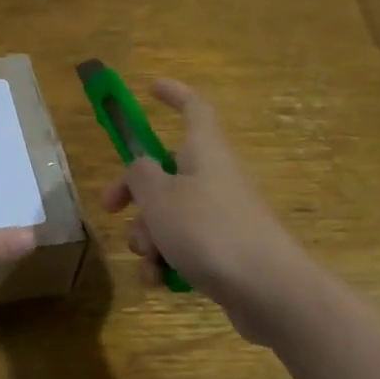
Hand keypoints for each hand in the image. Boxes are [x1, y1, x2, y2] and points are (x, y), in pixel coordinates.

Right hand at [100, 78, 310, 314]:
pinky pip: (184, 248)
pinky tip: (160, 282)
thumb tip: (141, 168)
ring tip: (150, 259)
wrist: (268, 290)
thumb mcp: (159, 197)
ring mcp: (221, 216)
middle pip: (165, 172)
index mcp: (204, 151)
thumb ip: (140, 175)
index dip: (173, 94)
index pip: (193, 107)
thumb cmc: (209, 230)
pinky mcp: (224, 252)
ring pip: (169, 215)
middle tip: (110, 208)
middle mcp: (214, 177)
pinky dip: (167, 263)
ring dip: (148, 237)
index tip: (151, 88)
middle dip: (134, 193)